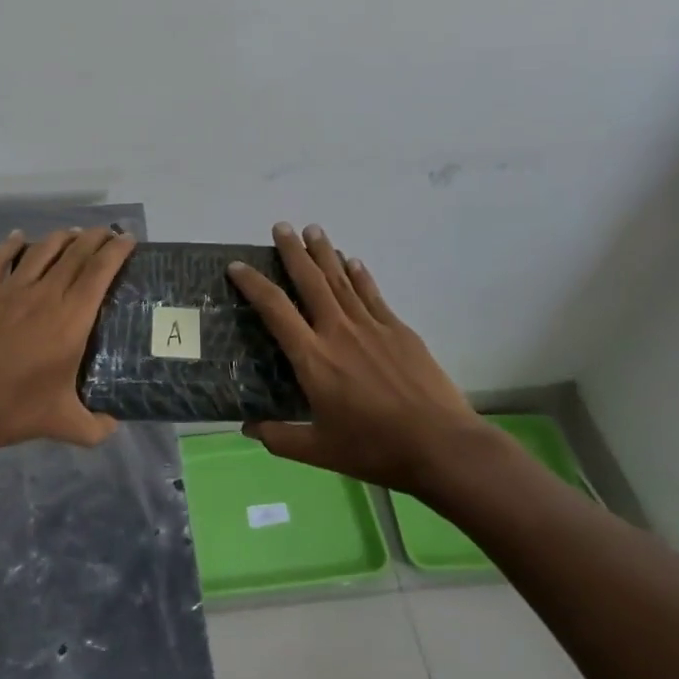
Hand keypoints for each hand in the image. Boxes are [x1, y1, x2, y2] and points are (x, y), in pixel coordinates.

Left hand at [0, 226, 137, 465]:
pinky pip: (1, 257)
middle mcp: (45, 295)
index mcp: (71, 320)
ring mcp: (10, 289)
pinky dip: (13, 243)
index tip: (129, 239)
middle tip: (109, 233)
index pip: (100, 271)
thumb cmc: (12, 411)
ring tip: (75, 234)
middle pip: (76, 253)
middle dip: (96, 237)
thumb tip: (115, 424)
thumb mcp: (64, 425)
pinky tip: (20, 237)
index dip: (117, 250)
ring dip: (62, 237)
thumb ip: (97, 427)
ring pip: (42, 249)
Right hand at [226, 222, 487, 498]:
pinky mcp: (399, 330)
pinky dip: (360, 274)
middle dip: (293, 251)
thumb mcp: (319, 451)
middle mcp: (338, 331)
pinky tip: (353, 261)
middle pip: (310, 281)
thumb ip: (280, 437)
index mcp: (313, 358)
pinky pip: (373, 294)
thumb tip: (246, 427)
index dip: (253, 284)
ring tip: (313, 230)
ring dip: (325, 253)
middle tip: (281, 226)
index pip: (275, 310)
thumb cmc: (375, 449)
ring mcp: (372, 327)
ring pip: (342, 280)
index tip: (237, 265)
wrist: (440, 445)